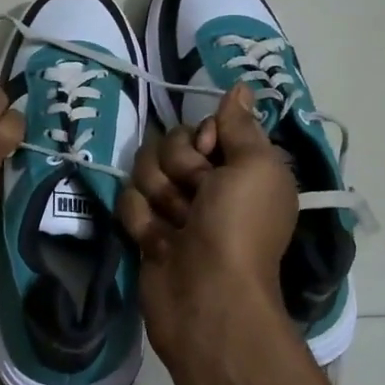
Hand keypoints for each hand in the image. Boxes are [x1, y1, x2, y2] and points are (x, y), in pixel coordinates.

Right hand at [118, 83, 298, 360]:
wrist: (207, 297)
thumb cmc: (239, 228)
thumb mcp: (255, 167)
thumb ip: (240, 125)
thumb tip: (241, 87)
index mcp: (241, 166)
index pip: (204, 125)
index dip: (202, 136)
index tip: (211, 155)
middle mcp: (209, 183)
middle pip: (170, 143)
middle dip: (179, 167)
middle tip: (197, 198)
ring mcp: (175, 207)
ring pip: (145, 170)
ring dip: (160, 196)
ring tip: (178, 226)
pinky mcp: (147, 229)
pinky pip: (129, 201)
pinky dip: (143, 222)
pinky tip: (158, 243)